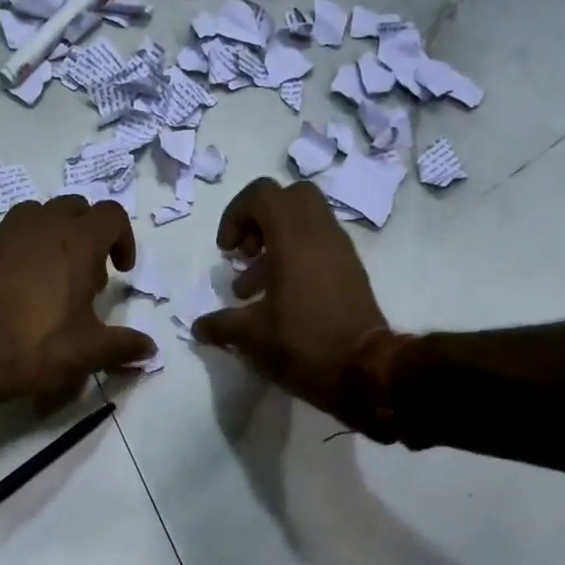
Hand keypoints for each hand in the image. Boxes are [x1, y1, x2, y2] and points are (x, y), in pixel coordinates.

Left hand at [0, 195, 155, 406]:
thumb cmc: (35, 346)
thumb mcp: (88, 352)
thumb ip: (124, 346)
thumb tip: (150, 349)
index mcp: (76, 242)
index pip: (112, 214)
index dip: (123, 239)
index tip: (120, 271)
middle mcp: (40, 226)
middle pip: (75, 207)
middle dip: (88, 233)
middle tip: (87, 275)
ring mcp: (2, 234)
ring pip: (36, 215)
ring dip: (52, 235)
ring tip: (51, 276)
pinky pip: (5, 238)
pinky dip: (19, 253)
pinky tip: (14, 291)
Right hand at [193, 178, 388, 422]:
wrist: (365, 370)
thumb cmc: (304, 344)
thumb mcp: (252, 336)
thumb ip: (221, 325)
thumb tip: (199, 327)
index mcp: (294, 238)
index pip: (262, 194)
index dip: (236, 213)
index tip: (226, 250)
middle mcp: (320, 233)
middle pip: (289, 197)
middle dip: (260, 219)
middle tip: (245, 253)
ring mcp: (340, 250)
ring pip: (306, 222)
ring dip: (275, 243)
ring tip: (253, 288)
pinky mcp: (351, 270)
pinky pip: (319, 245)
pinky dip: (296, 258)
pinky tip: (280, 299)